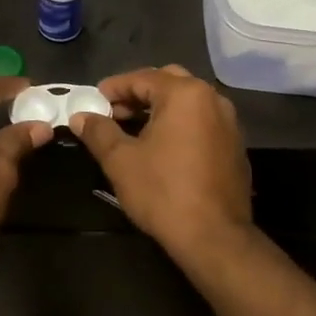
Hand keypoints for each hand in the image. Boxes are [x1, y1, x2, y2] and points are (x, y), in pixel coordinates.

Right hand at [70, 65, 251, 257]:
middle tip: (113, 112)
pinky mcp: (235, 146)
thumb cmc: (163, 191)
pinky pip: (202, 123)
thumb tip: (80, 116)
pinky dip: (180, 125)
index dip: (114, 88)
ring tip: (134, 130)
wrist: (214, 237)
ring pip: (188, 103)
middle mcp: (212, 99)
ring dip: (160, 109)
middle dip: (138, 94)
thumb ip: (98, 131)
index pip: (142, 77)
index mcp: (185, 94)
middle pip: (168, 83)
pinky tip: (162, 149)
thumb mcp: (121, 160)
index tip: (93, 101)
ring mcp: (229, 123)